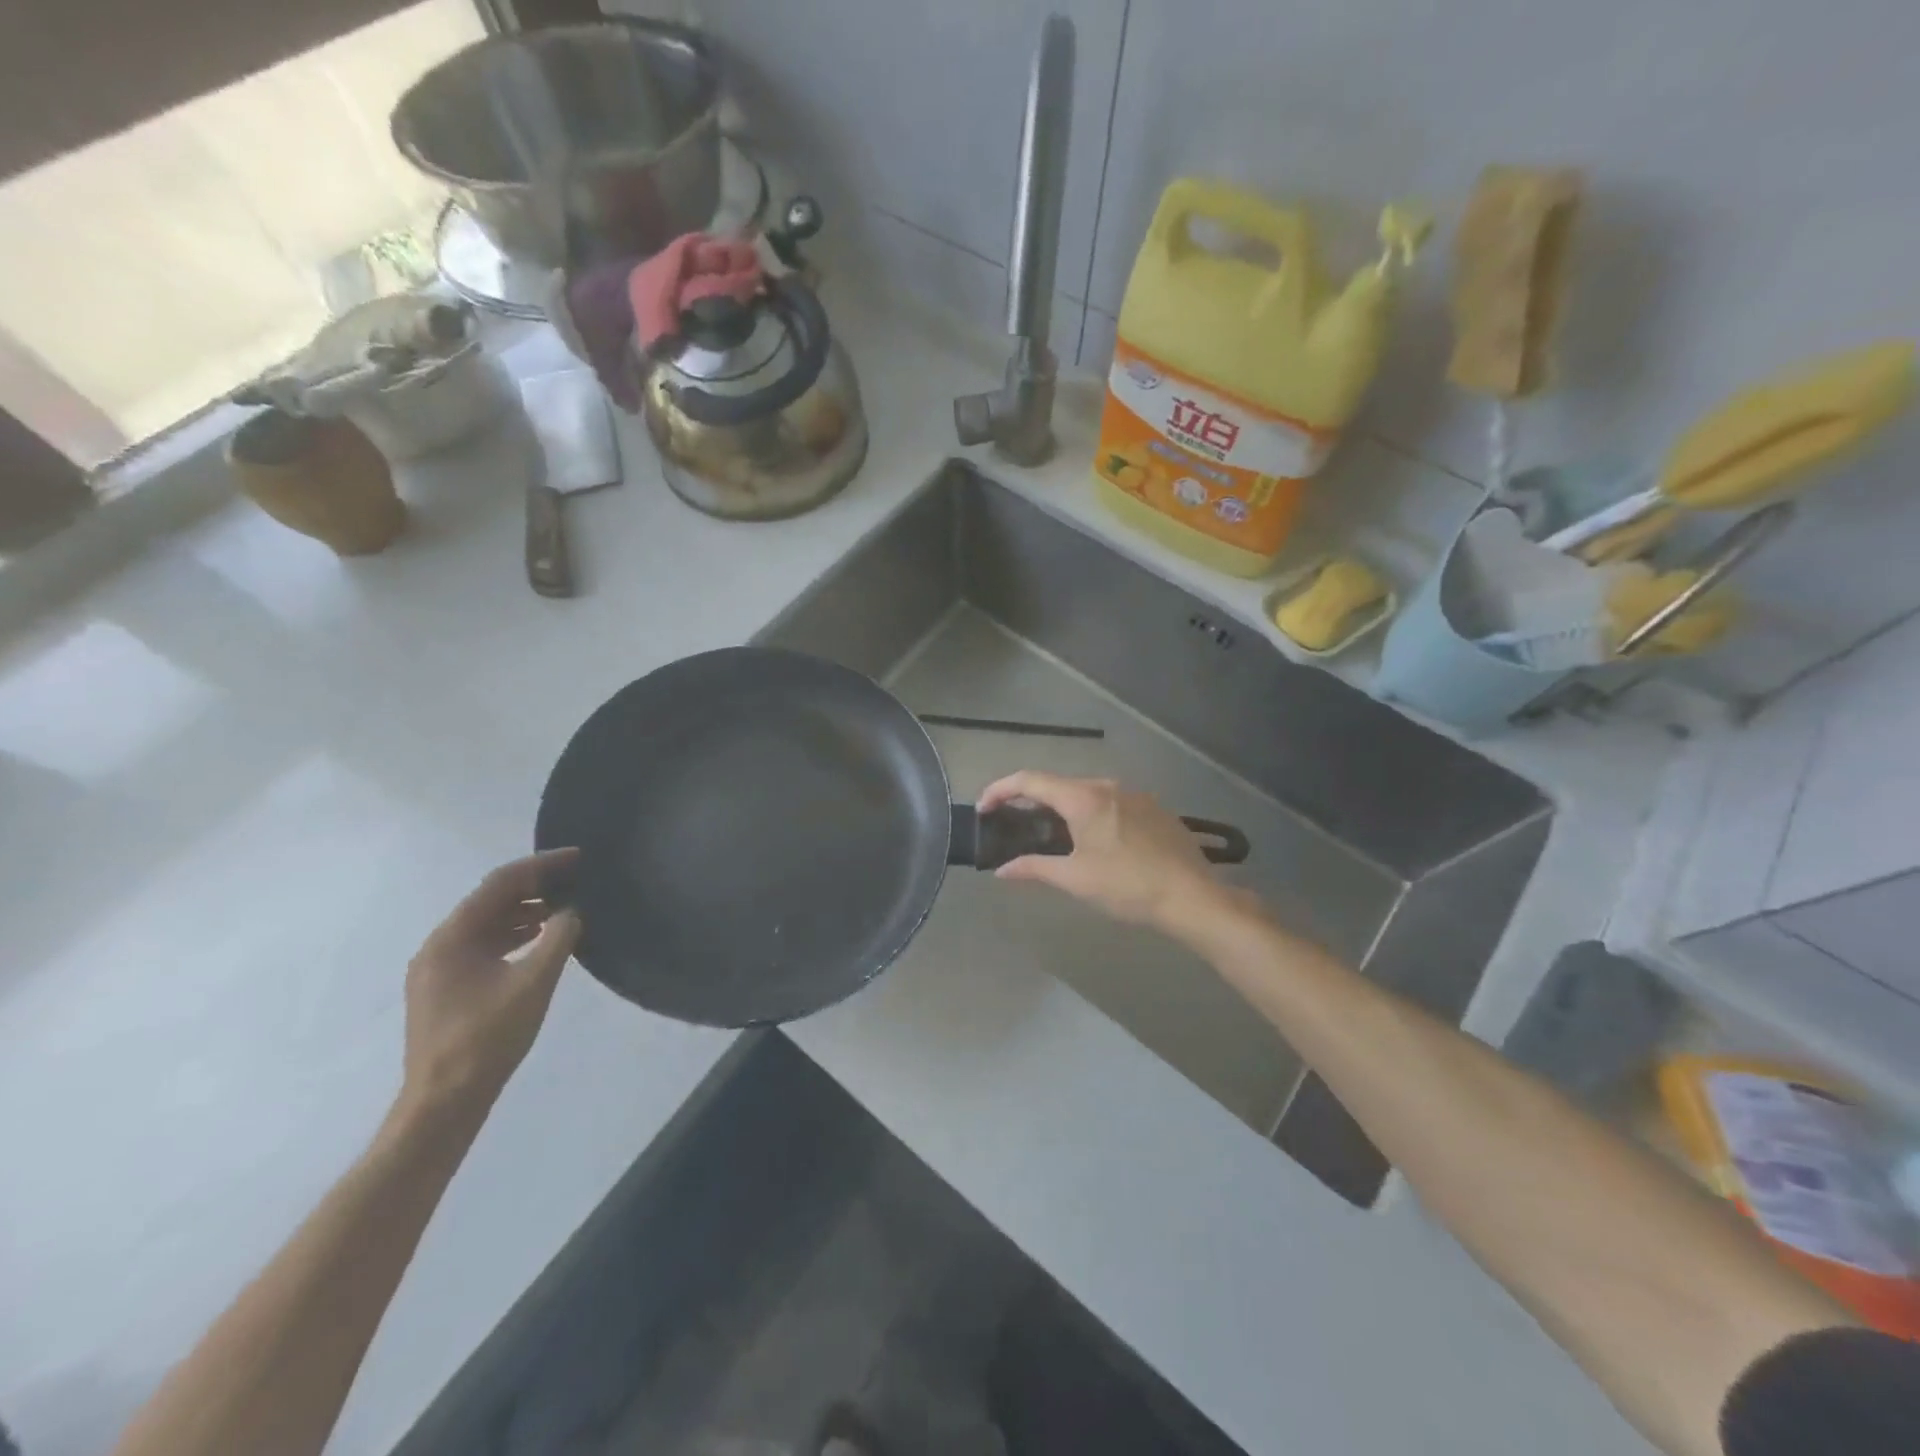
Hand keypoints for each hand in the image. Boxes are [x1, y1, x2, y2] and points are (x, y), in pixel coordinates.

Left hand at [402, 849, 581, 1114]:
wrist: (444, 1101)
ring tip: (567, 906)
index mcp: (452, 937)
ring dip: (526, 911)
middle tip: (576, 879)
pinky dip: (515, 935)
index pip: (500, 883)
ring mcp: (440, 968)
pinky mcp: (447, 988)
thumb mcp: (534, 983)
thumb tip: (573, 911)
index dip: (542, 865)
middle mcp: (439, 945)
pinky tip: (543, 939)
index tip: (578, 857)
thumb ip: (557, 939)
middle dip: (535, 886)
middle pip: (491, 900)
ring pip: (488, 923)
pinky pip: (484, 945)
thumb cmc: (487, 1038)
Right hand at [977, 773, 1234, 930]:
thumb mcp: (1075, 879)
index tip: (983, 809)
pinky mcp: (1154, 808)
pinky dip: (1091, 814)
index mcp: (1083, 797)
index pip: (1030, 781)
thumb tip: (1001, 870)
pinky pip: (1111, 803)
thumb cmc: (1127, 886)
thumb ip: (1034, 868)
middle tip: (1014, 826)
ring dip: (1062, 809)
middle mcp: (1108, 786)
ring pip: (1086, 793)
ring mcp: (1135, 795)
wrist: (1193, 896)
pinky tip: (1095, 842)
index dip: (1000, 790)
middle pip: (1058, 785)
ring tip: (1052, 837)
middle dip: (1031, 802)